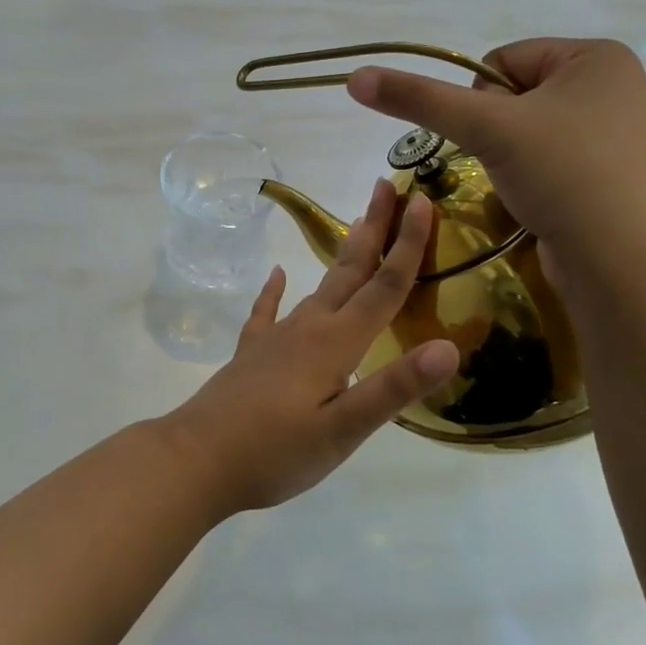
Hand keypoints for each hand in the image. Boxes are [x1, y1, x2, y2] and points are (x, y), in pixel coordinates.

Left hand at [158, 180, 459, 512]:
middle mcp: (307, 328)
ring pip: (318, 286)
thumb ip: (393, 388)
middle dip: (373, 228)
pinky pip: (267, 311)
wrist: (197, 458)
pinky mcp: (251, 353)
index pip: (383, 286)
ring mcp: (275, 338)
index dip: (408, 245)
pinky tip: (276, 274)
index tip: (422, 200)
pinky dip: (274, 291)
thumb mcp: (343, 431)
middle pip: (349, 270)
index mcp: (335, 343)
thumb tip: (448, 347)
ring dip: (342, 255)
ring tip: (358, 228)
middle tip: (387, 185)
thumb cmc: (275, 451)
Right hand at [346, 38, 645, 277]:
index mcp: (597, 56)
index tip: (495, 137)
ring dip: (508, 155)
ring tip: (527, 183)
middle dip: (496, 130)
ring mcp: (614, 130)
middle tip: (511, 163)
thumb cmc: (562, 175)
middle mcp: (611, 85)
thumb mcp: (484, 128)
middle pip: (513, 94)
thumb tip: (355, 76)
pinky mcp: (608, 171)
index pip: (502, 60)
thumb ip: (419, 99)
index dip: (480, 99)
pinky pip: (547, 157)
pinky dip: (530, 175)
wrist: (620, 261)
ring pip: (526, 129)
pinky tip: (541, 198)